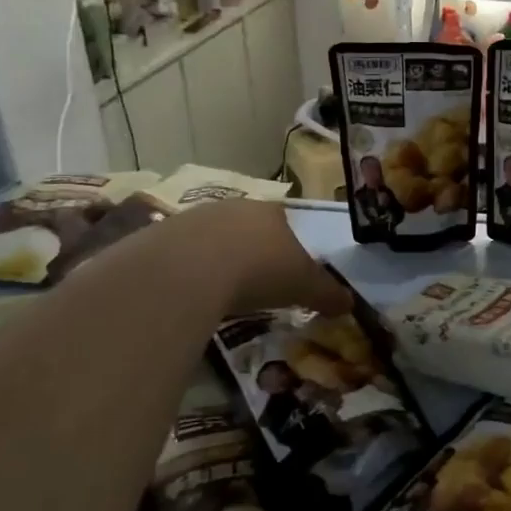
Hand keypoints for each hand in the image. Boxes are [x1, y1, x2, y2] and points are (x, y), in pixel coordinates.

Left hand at [131, 200, 354, 317]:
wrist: (190, 269)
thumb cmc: (260, 271)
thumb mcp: (304, 286)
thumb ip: (327, 293)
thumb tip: (350, 303)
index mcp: (274, 213)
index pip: (286, 223)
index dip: (288, 246)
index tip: (286, 272)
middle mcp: (236, 208)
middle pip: (248, 228)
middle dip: (252, 250)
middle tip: (254, 282)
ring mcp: (195, 218)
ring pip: (213, 238)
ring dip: (218, 259)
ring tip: (220, 291)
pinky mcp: (161, 235)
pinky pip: (181, 254)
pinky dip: (188, 271)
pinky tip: (190, 293)